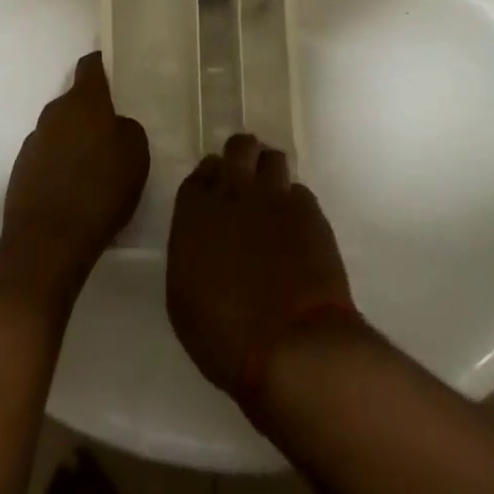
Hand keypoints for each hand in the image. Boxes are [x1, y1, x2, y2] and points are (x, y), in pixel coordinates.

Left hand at [0, 53, 148, 299]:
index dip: (103, 66)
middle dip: (92, 112)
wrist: (48, 241)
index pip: (91, 66)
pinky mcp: (21, 170)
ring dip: (75, 140)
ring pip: (60, 130)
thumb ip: (128, 129)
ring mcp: (34, 141)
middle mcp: (54, 113)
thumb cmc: (101, 189)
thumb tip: (116, 126)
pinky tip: (74, 189)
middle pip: (75, 101)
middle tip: (113, 131)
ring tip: (94, 166)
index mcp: (84, 102)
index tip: (116, 72)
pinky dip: (60, 165)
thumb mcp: (136, 154)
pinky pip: (47, 156)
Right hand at [166, 134, 356, 411]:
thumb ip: (191, 250)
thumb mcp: (184, 298)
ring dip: (269, 173)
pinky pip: (298, 190)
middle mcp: (234, 191)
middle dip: (242, 158)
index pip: (202, 171)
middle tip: (245, 183)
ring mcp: (275, 196)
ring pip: (272, 158)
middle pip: (239, 147)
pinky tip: (296, 228)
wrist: (291, 346)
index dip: (211, 179)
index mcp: (196, 211)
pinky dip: (294, 203)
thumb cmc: (225, 336)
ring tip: (272, 199)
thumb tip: (204, 237)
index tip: (215, 195)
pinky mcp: (309, 210)